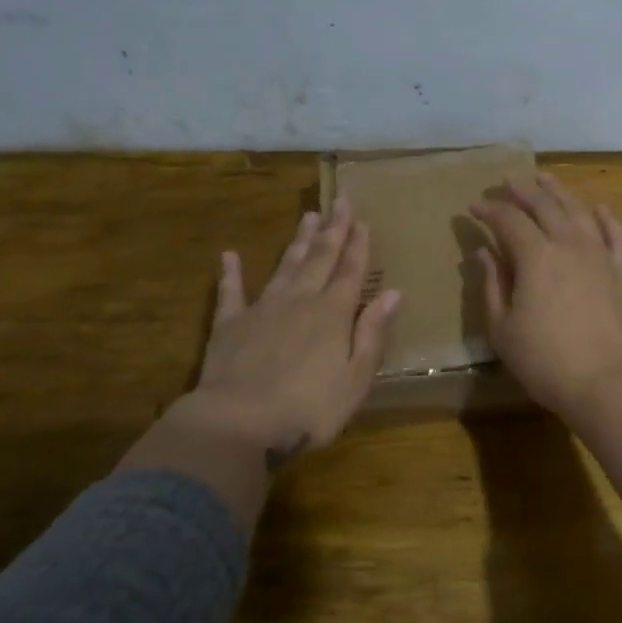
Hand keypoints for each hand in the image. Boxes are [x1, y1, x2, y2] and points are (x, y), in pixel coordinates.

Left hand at [131, 199, 400, 480]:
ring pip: (285, 266)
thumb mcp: (356, 378)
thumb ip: (373, 333)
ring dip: (298, 241)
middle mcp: (300, 300)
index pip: (351, 270)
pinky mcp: (229, 325)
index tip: (363, 218)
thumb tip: (392, 293)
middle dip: (333, 228)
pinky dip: (230, 273)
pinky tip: (229, 255)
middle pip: (321, 258)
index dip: (358, 244)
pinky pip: (231, 292)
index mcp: (333, 314)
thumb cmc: (308, 409)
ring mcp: (262, 309)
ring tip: (308, 216)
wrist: (238, 423)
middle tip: (340, 199)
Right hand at [472, 172, 621, 418]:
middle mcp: (569, 244)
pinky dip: (605, 218)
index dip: (489, 210)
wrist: (607, 383)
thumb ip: (492, 285)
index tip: (474, 206)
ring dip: (559, 192)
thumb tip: (483, 253)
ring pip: (579, 211)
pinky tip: (598, 209)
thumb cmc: (545, 361)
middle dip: (523, 191)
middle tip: (508, 181)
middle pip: (545, 206)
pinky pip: (616, 235)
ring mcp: (601, 255)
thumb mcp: (503, 328)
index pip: (508, 220)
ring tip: (545, 179)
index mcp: (535, 256)